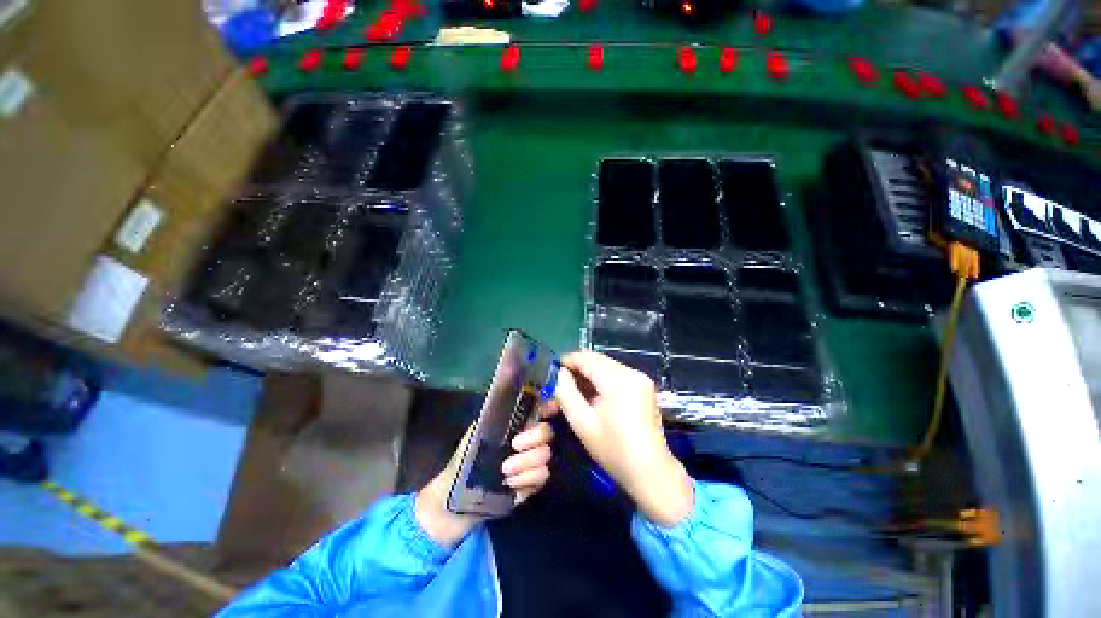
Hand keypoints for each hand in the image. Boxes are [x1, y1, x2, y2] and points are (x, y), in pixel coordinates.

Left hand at [415, 417, 554, 546]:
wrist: (459, 497)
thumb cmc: (465, 459)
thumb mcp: (476, 433)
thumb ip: (495, 416)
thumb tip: (509, 399)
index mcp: (516, 425)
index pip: (539, 409)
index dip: (548, 405)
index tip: (549, 407)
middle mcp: (529, 441)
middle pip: (548, 431)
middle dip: (534, 437)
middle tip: (514, 444)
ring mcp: (533, 462)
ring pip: (546, 455)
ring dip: (525, 462)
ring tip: (504, 470)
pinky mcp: (533, 484)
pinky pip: (542, 476)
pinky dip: (526, 479)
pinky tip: (510, 484)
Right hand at [553, 351, 692, 526]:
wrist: (651, 472)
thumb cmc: (613, 449)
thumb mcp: (582, 422)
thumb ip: (566, 393)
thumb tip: (559, 373)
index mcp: (618, 379)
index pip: (587, 358)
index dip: (567, 361)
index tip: (551, 371)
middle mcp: (632, 373)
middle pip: (598, 361)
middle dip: (577, 369)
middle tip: (560, 383)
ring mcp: (640, 379)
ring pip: (607, 367)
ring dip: (589, 375)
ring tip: (572, 390)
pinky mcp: (644, 387)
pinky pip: (617, 375)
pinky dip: (602, 381)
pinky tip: (591, 394)